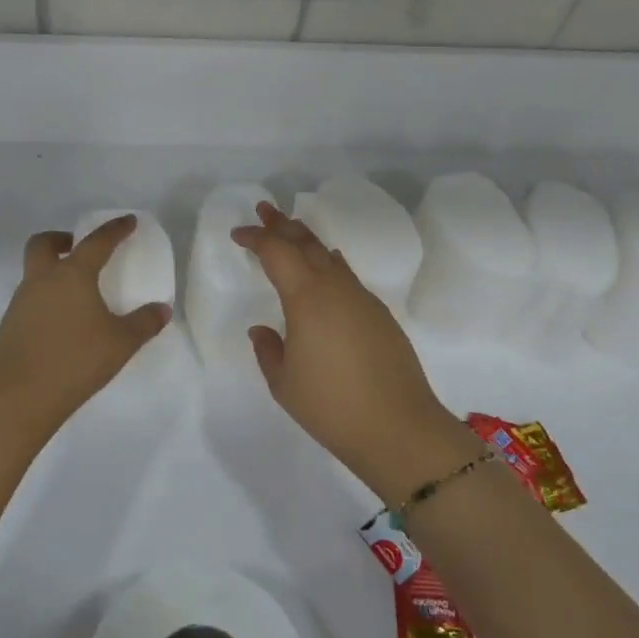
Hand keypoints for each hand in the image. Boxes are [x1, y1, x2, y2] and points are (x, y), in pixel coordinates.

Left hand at [0, 215, 171, 436]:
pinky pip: (29, 299)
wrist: (16, 399)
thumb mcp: (120, 344)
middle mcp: (41, 281)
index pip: (96, 242)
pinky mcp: (9, 326)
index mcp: (71, 275)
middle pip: (44, 244)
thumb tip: (162, 309)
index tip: (128, 221)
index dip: (115, 229)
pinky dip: (46, 299)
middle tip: (80, 249)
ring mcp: (19, 303)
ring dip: (53, 271)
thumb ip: (144, 323)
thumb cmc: (74, 362)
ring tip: (78, 294)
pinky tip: (63, 324)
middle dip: (63, 239)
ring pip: (33, 272)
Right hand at [232, 203, 472, 497]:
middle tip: (265, 209)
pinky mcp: (380, 314)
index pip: (277, 251)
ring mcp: (362, 298)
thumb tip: (263, 329)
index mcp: (307, 298)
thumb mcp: (284, 383)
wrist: (400, 428)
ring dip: (307, 241)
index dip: (256, 237)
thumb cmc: (332, 407)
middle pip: (306, 242)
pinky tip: (326, 268)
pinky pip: (347, 275)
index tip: (238, 234)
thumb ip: (268, 349)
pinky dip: (328, 263)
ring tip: (291, 233)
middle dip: (282, 224)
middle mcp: (336, 287)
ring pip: (329, 256)